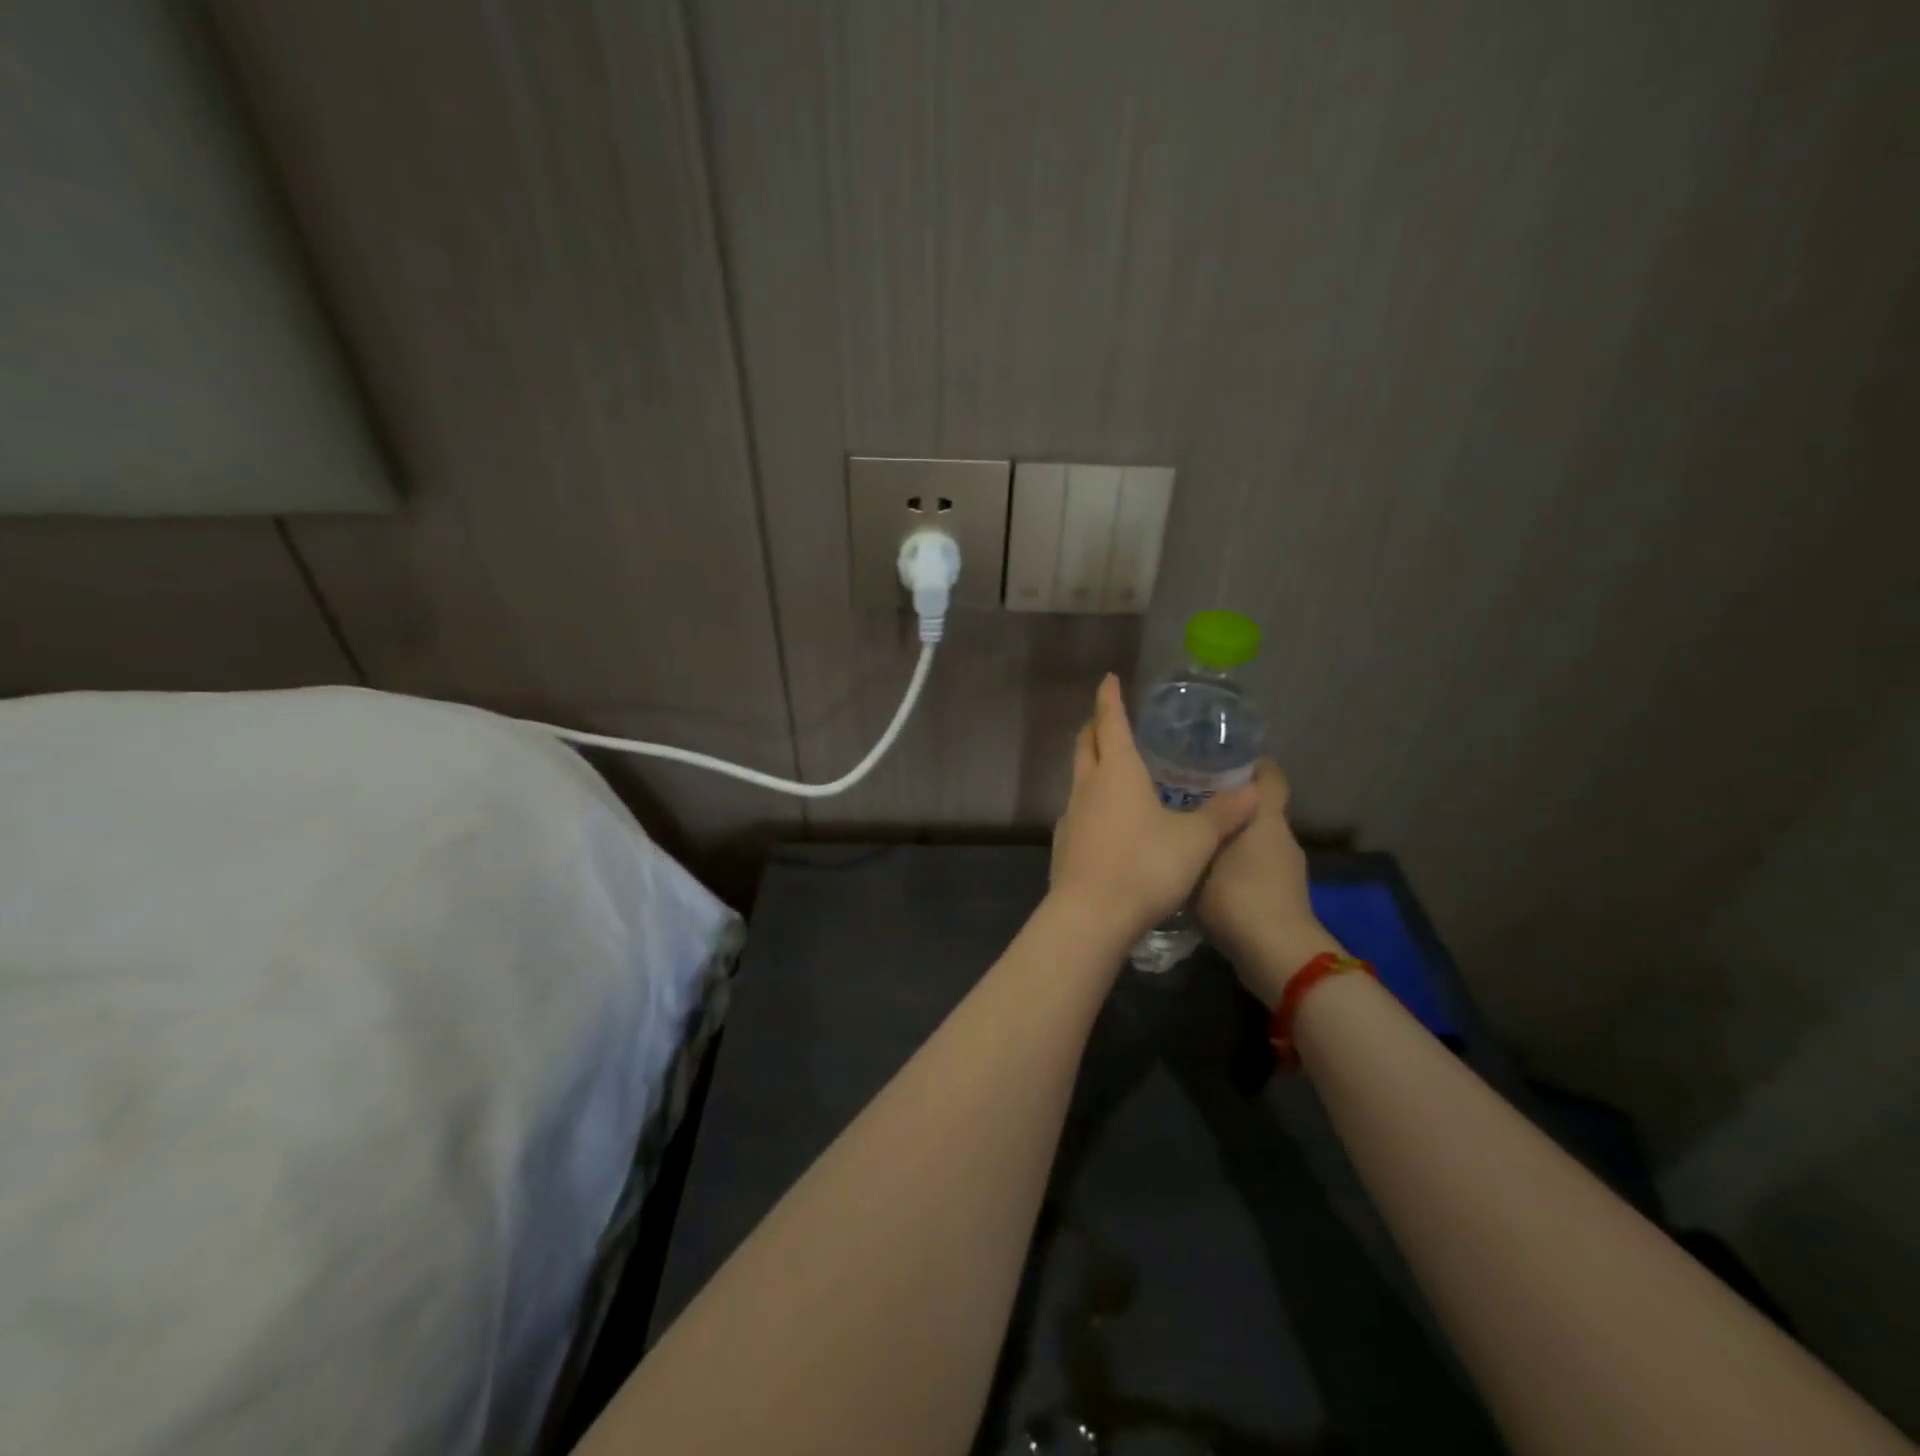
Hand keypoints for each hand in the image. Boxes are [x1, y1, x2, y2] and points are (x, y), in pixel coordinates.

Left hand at [1049, 674, 1258, 942]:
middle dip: (1096, 727)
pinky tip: (1105, 818)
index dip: (1110, 699)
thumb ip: (1223, 814)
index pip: (1111, 722)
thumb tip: (1252, 790)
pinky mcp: (1064, 844)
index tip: (1109, 680)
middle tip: (1109, 719)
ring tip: (1113, 768)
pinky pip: (1078, 810)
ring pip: (1079, 777)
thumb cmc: (1145, 866)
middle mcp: (1088, 786)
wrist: (1090, 916)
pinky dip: (1091, 801)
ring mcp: (1070, 815)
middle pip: (1086, 745)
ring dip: (1093, 765)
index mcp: (1117, 771)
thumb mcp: (1195, 840)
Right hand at [1196, 760, 1342, 1006]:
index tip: (1219, 758)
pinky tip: (1203, 876)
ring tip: (1189, 840)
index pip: (1269, 776)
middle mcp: (1282, 837)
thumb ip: (1192, 838)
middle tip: (1186, 800)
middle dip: (1227, 803)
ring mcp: (1286, 870)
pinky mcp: (1282, 896)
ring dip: (1229, 838)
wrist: (1277, 956)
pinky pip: (1255, 868)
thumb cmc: (1239, 897)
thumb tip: (1178, 820)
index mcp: (1266, 818)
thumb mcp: (1202, 861)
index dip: (1251, 763)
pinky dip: (1234, 867)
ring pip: (1255, 841)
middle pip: (1257, 809)